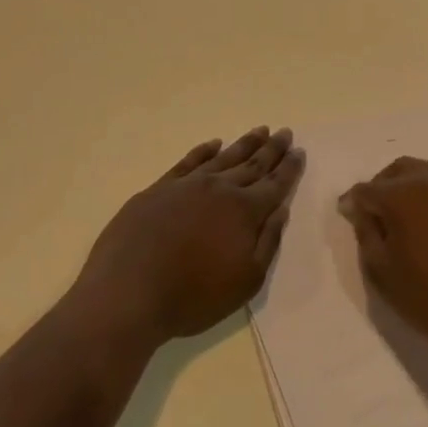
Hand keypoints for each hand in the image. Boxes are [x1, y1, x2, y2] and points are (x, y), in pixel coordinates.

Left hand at [76, 127, 304, 345]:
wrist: (127, 292)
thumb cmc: (192, 296)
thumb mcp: (245, 281)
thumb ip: (267, 243)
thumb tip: (280, 210)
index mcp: (244, 212)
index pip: (274, 184)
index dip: (289, 168)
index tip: (299, 151)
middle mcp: (219, 189)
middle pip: (252, 164)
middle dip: (272, 149)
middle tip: (285, 132)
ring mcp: (187, 185)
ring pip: (223, 157)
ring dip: (244, 144)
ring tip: (260, 130)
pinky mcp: (159, 188)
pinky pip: (188, 161)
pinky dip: (204, 150)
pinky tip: (213, 144)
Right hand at [340, 158, 427, 365]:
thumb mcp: (381, 268)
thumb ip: (366, 230)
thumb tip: (360, 209)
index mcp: (403, 193)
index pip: (366, 189)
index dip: (353, 203)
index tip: (346, 216)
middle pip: (396, 172)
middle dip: (380, 188)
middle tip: (372, 216)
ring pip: (421, 175)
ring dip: (405, 189)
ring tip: (398, 222)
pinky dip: (427, 198)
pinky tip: (423, 226)